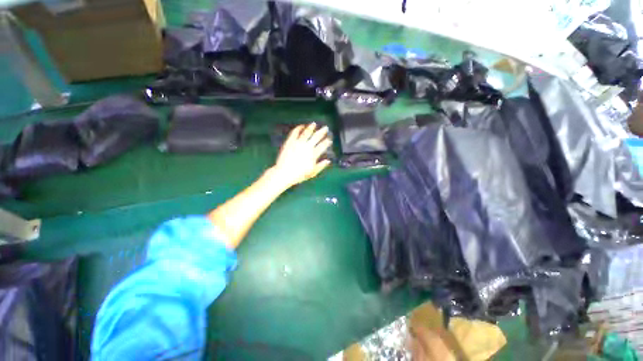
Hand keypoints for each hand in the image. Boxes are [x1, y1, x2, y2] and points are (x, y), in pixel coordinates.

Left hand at [271, 123, 331, 188]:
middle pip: (316, 137)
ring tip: (314, 124)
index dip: (327, 142)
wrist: (284, 173)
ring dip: (311, 127)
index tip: (329, 139)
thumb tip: (328, 161)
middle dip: (322, 132)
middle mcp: (307, 147)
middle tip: (325, 128)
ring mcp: (298, 143)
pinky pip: (295, 132)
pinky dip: (298, 128)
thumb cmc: (299, 175)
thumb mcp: (312, 173)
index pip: (323, 145)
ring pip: (306, 132)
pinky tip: (301, 126)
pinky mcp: (290, 141)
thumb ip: (321, 166)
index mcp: (313, 154)